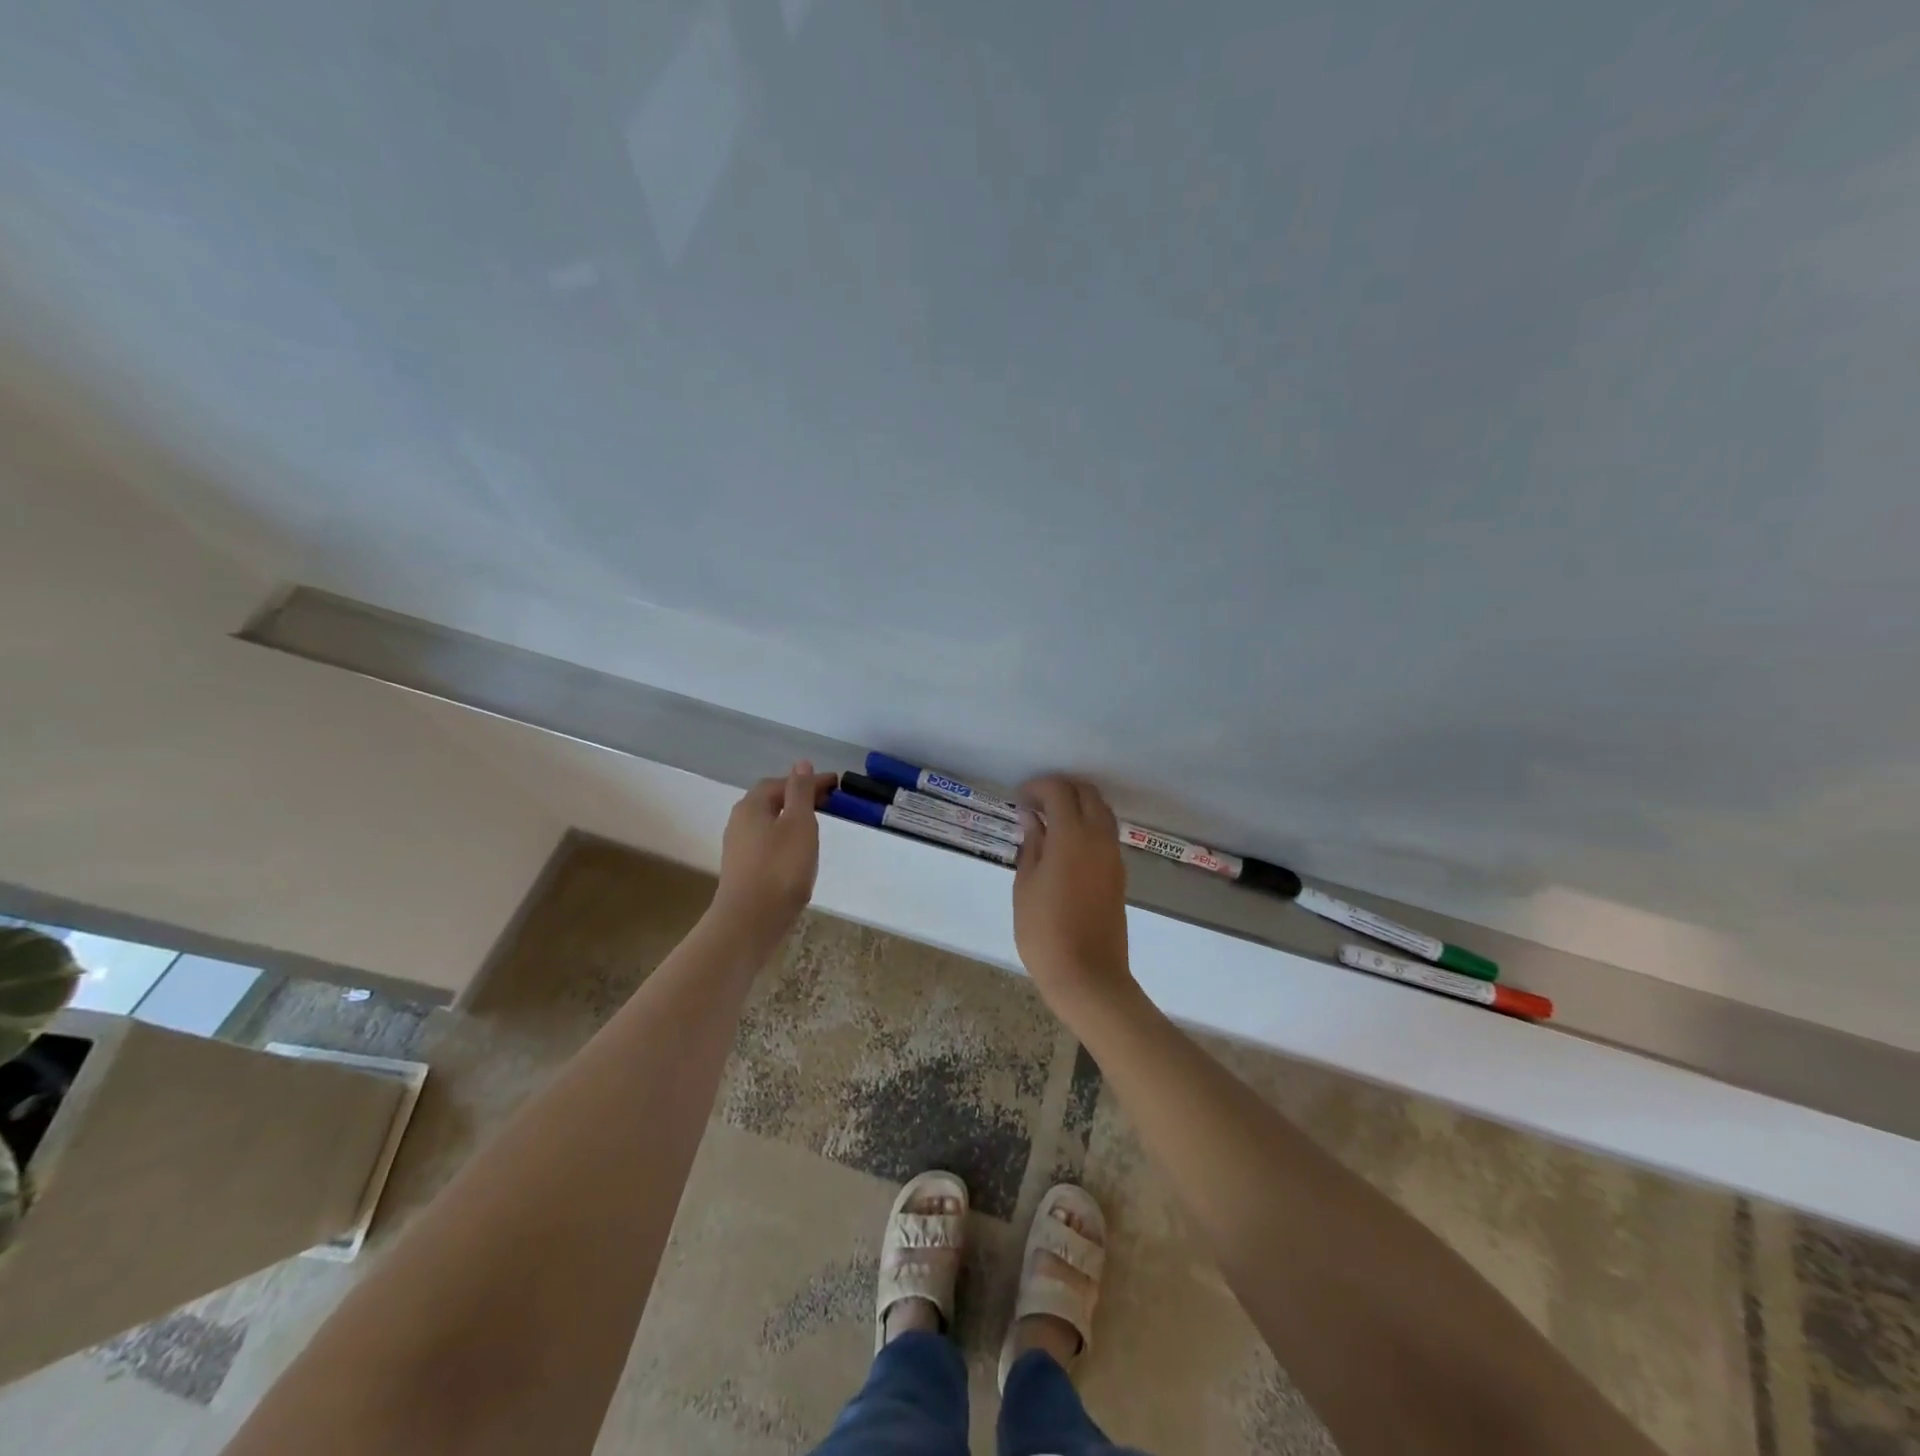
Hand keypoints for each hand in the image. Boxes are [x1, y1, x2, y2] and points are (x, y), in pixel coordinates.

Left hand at [711, 762, 836, 938]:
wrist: (750, 921)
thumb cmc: (780, 867)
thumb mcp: (799, 823)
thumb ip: (801, 792)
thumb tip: (801, 764)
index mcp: (751, 806)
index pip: (782, 782)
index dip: (809, 781)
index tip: (836, 785)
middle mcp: (739, 822)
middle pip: (771, 801)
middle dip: (799, 798)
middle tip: (828, 803)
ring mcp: (738, 848)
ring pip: (769, 824)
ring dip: (792, 820)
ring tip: (816, 827)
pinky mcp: (743, 871)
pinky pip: (767, 844)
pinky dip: (786, 840)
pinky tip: (799, 855)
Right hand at [1013, 776, 1135, 1012]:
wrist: (1087, 975)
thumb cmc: (1044, 931)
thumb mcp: (1025, 885)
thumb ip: (1031, 845)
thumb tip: (1032, 818)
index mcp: (1072, 836)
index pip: (1059, 791)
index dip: (1038, 787)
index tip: (1019, 798)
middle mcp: (1098, 838)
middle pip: (1087, 794)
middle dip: (1061, 789)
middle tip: (1035, 804)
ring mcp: (1113, 856)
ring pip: (1101, 812)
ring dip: (1078, 806)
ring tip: (1049, 822)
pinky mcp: (1119, 874)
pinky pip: (1106, 834)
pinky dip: (1088, 825)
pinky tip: (1066, 844)